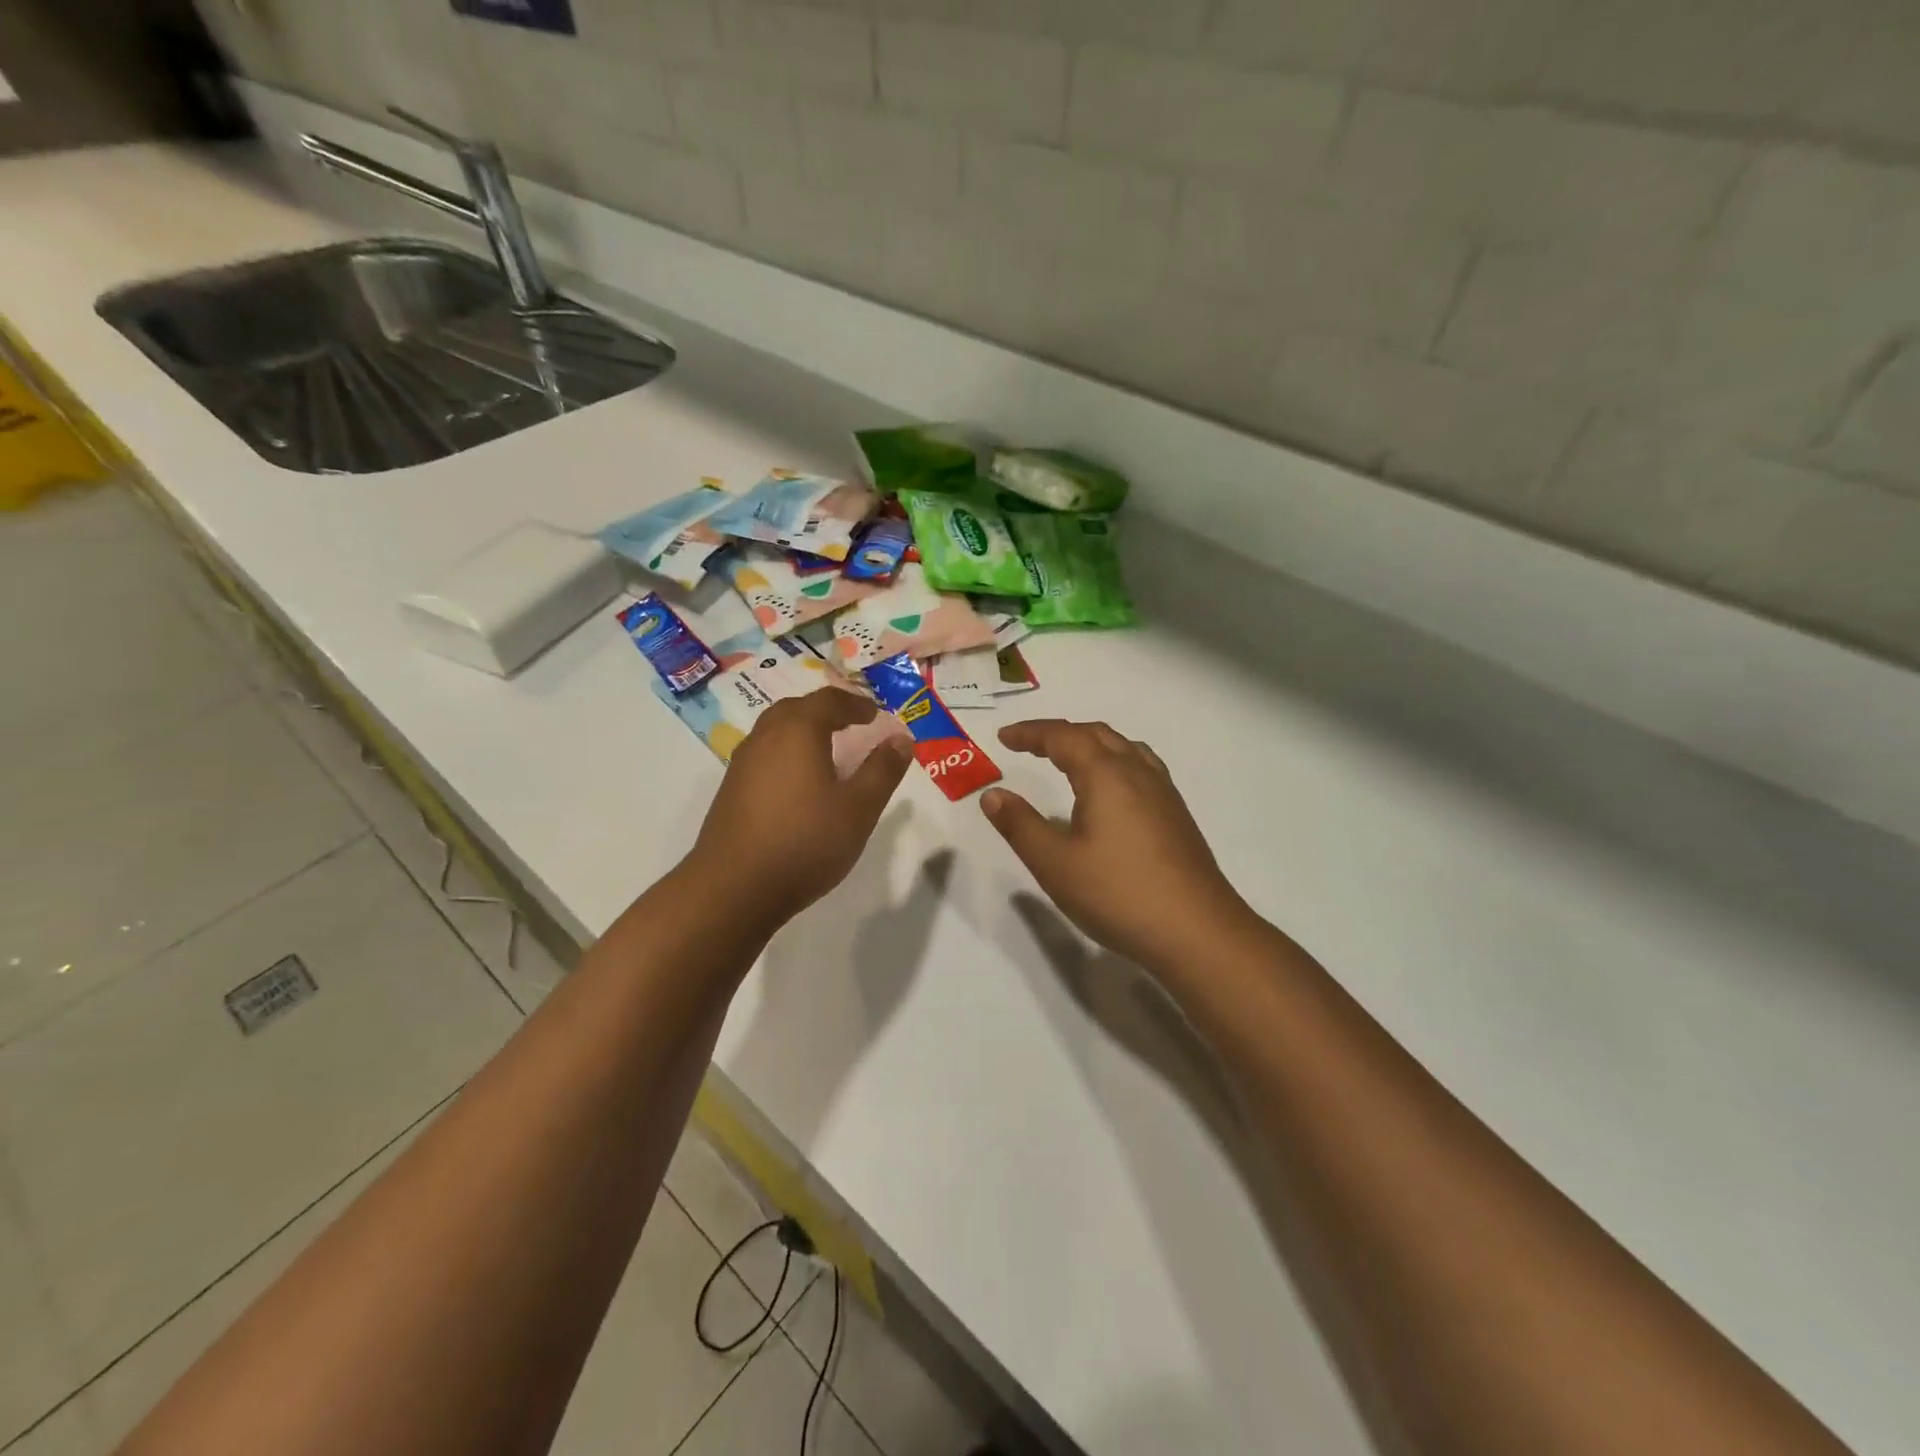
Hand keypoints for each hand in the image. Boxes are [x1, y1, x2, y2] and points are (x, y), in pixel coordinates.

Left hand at [689, 688, 912, 927]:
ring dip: (804, 732)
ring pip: (776, 732)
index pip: (829, 700)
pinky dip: (787, 755)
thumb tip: (901, 739)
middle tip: (852, 725)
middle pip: (797, 709)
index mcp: (797, 731)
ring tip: (829, 753)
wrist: (734, 889)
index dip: (856, 704)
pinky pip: (765, 756)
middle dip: (827, 712)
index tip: (876, 715)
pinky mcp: (731, 791)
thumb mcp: (859, 808)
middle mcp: (765, 737)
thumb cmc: (805, 841)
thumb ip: (883, 770)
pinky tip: (800, 785)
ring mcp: (742, 764)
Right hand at [982, 720, 1250, 971]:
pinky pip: (1140, 767)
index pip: (1063, 737)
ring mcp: (1163, 792)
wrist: (1196, 930)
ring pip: (1123, 748)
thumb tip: (993, 795)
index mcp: (1106, 775)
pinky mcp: (1176, 815)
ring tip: (1068, 759)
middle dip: (1059, 733)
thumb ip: (1020, 825)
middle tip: (1029, 744)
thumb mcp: (1055, 863)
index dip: (1031, 733)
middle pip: (1096, 734)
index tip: (1004, 737)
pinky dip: (1113, 761)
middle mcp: (1137, 772)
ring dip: (1090, 743)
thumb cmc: (1118, 893)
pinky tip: (1111, 791)